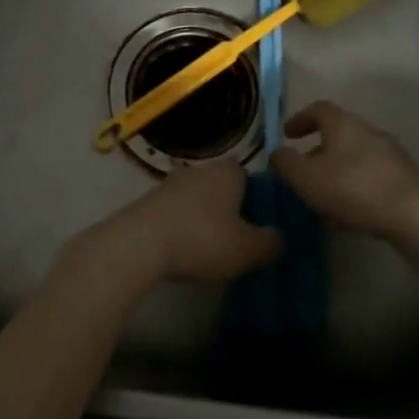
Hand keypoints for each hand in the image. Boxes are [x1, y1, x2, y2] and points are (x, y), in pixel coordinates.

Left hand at [59, 161, 279, 291]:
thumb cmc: (202, 239)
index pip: (250, 177)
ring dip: (204, 218)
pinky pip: (177, 210)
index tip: (260, 226)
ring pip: (199, 198)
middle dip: (231, 210)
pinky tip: (184, 250)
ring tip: (210, 250)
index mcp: (228, 172)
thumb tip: (279, 237)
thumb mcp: (247, 250)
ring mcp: (172, 182)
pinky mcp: (151, 199)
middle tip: (238, 241)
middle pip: (223, 187)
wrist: (140, 243)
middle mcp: (201, 168)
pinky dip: (183, 226)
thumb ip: (270, 243)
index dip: (257, 200)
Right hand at [271, 101, 418, 242]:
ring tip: (322, 200)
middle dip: (317, 152)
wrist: (414, 216)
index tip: (287, 135)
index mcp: (343, 124)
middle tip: (302, 173)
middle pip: (337, 134)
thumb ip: (286, 164)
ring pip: (354, 158)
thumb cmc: (353, 189)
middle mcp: (367, 131)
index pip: (318, 109)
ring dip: (336, 173)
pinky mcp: (404, 179)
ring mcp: (389, 154)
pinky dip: (353, 188)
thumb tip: (277, 153)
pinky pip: (370, 178)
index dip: (300, 119)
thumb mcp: (307, 178)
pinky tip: (347, 215)